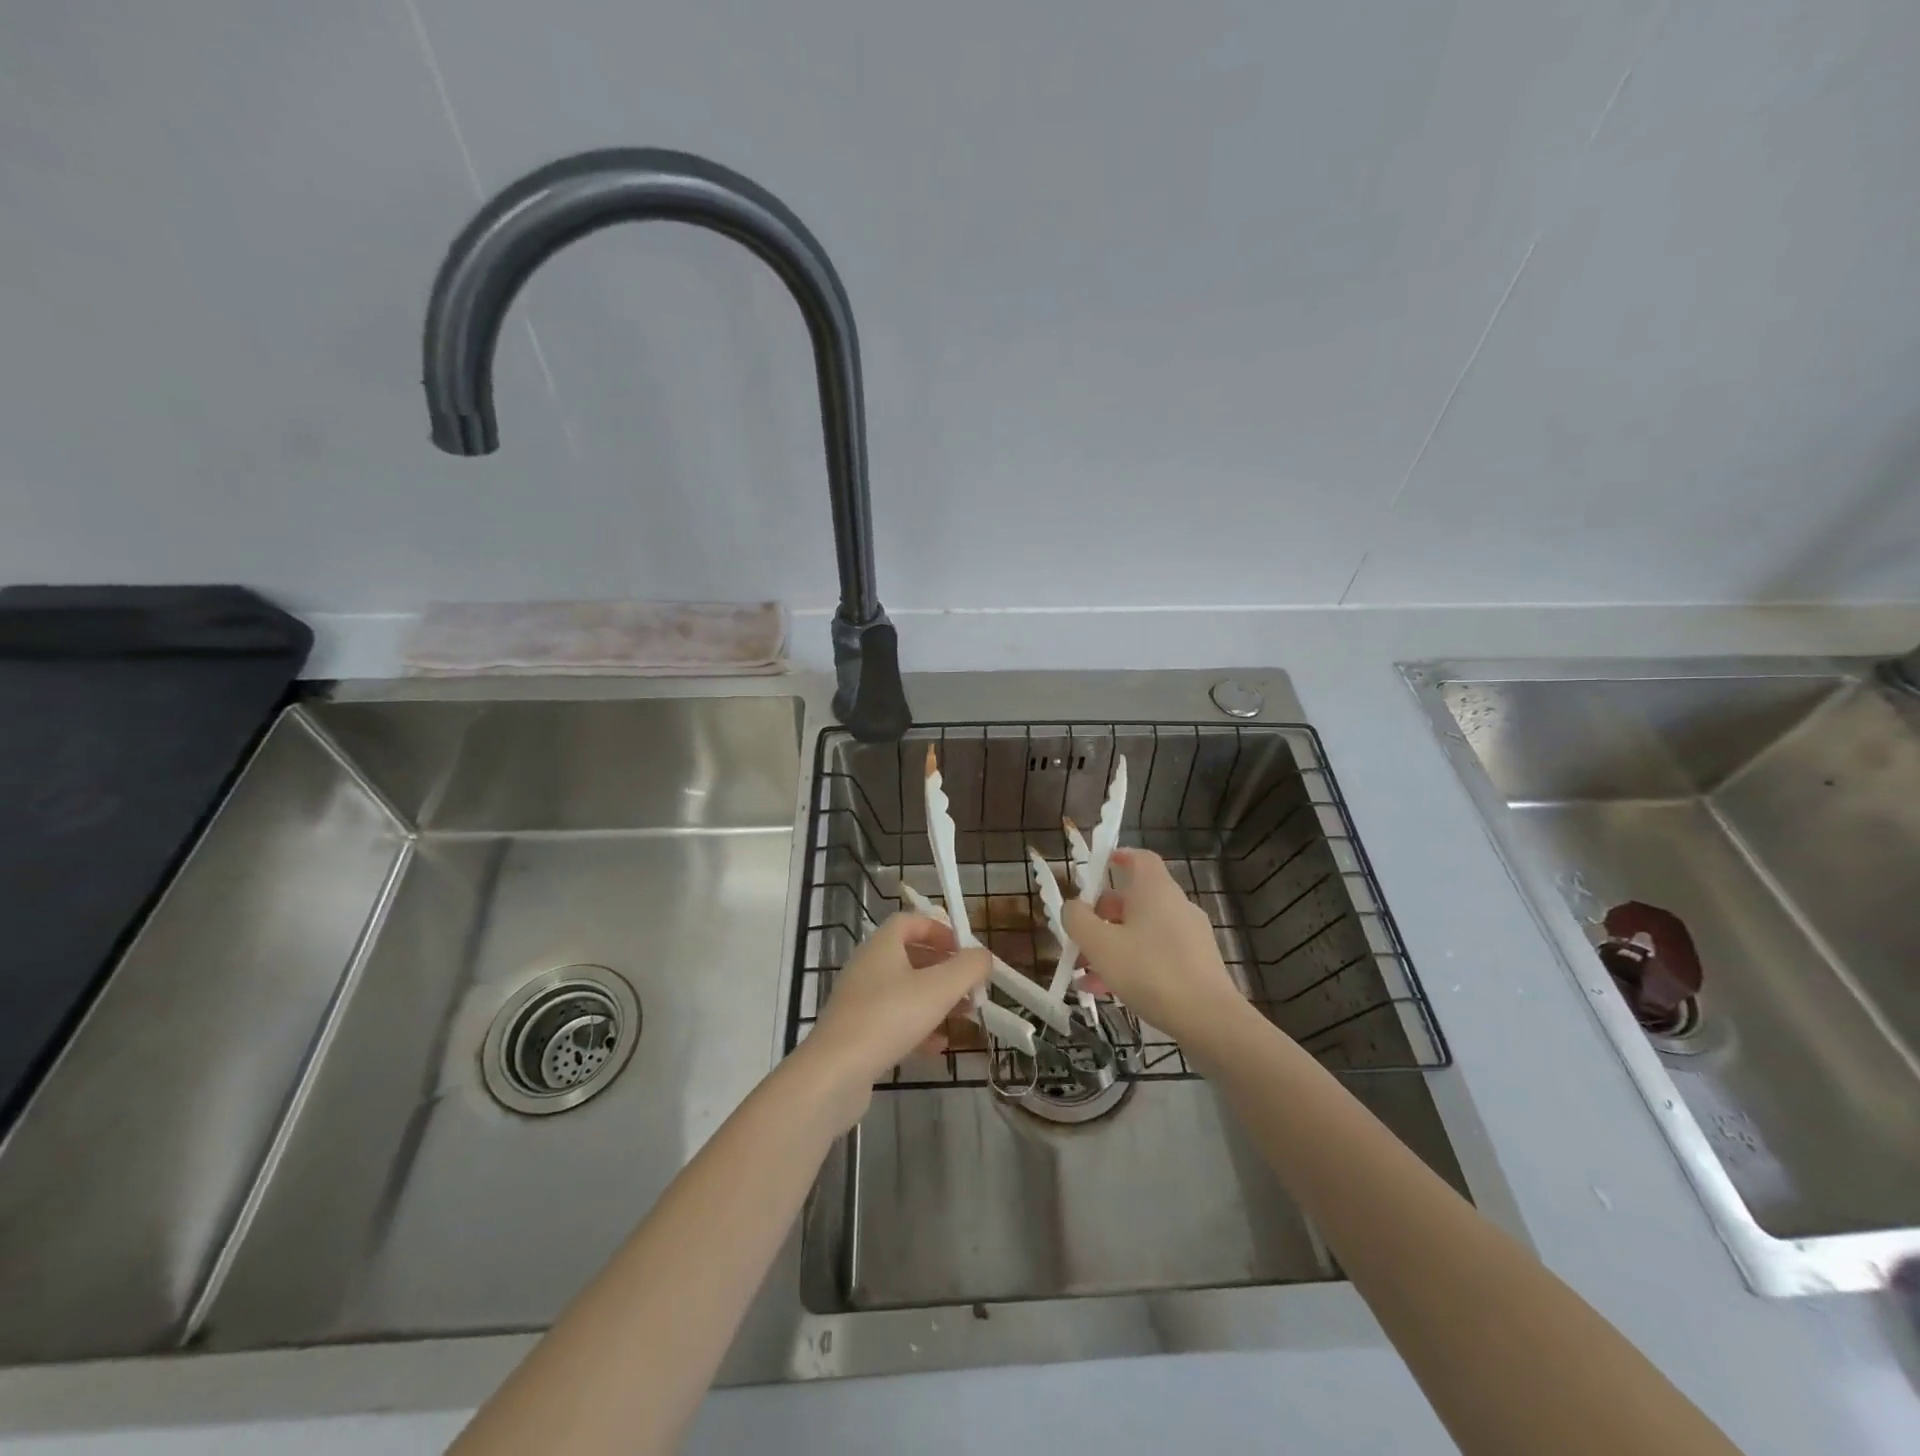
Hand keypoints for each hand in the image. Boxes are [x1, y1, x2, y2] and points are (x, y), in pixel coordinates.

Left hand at [800, 913, 989, 1123]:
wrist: (834, 1072)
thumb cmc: (889, 1017)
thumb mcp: (939, 988)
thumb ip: (968, 968)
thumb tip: (983, 956)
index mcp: (882, 945)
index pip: (910, 921)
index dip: (939, 929)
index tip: (964, 948)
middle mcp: (867, 966)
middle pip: (910, 956)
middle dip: (944, 969)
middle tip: (970, 986)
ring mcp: (859, 1000)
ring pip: (904, 990)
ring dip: (935, 1000)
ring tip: (964, 1015)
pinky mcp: (856, 1032)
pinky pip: (893, 1020)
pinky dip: (918, 1027)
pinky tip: (938, 1047)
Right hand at [1062, 848, 1243, 1042]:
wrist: (1209, 1019)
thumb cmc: (1150, 971)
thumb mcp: (1100, 944)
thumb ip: (1078, 920)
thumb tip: (1072, 906)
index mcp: (1155, 890)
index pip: (1140, 858)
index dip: (1119, 857)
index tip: (1099, 867)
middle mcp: (1176, 905)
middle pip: (1134, 900)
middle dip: (1102, 917)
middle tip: (1079, 938)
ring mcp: (1190, 936)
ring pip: (1142, 931)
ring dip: (1112, 946)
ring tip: (1085, 974)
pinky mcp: (1197, 964)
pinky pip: (1156, 954)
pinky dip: (1132, 964)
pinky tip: (1109, 992)